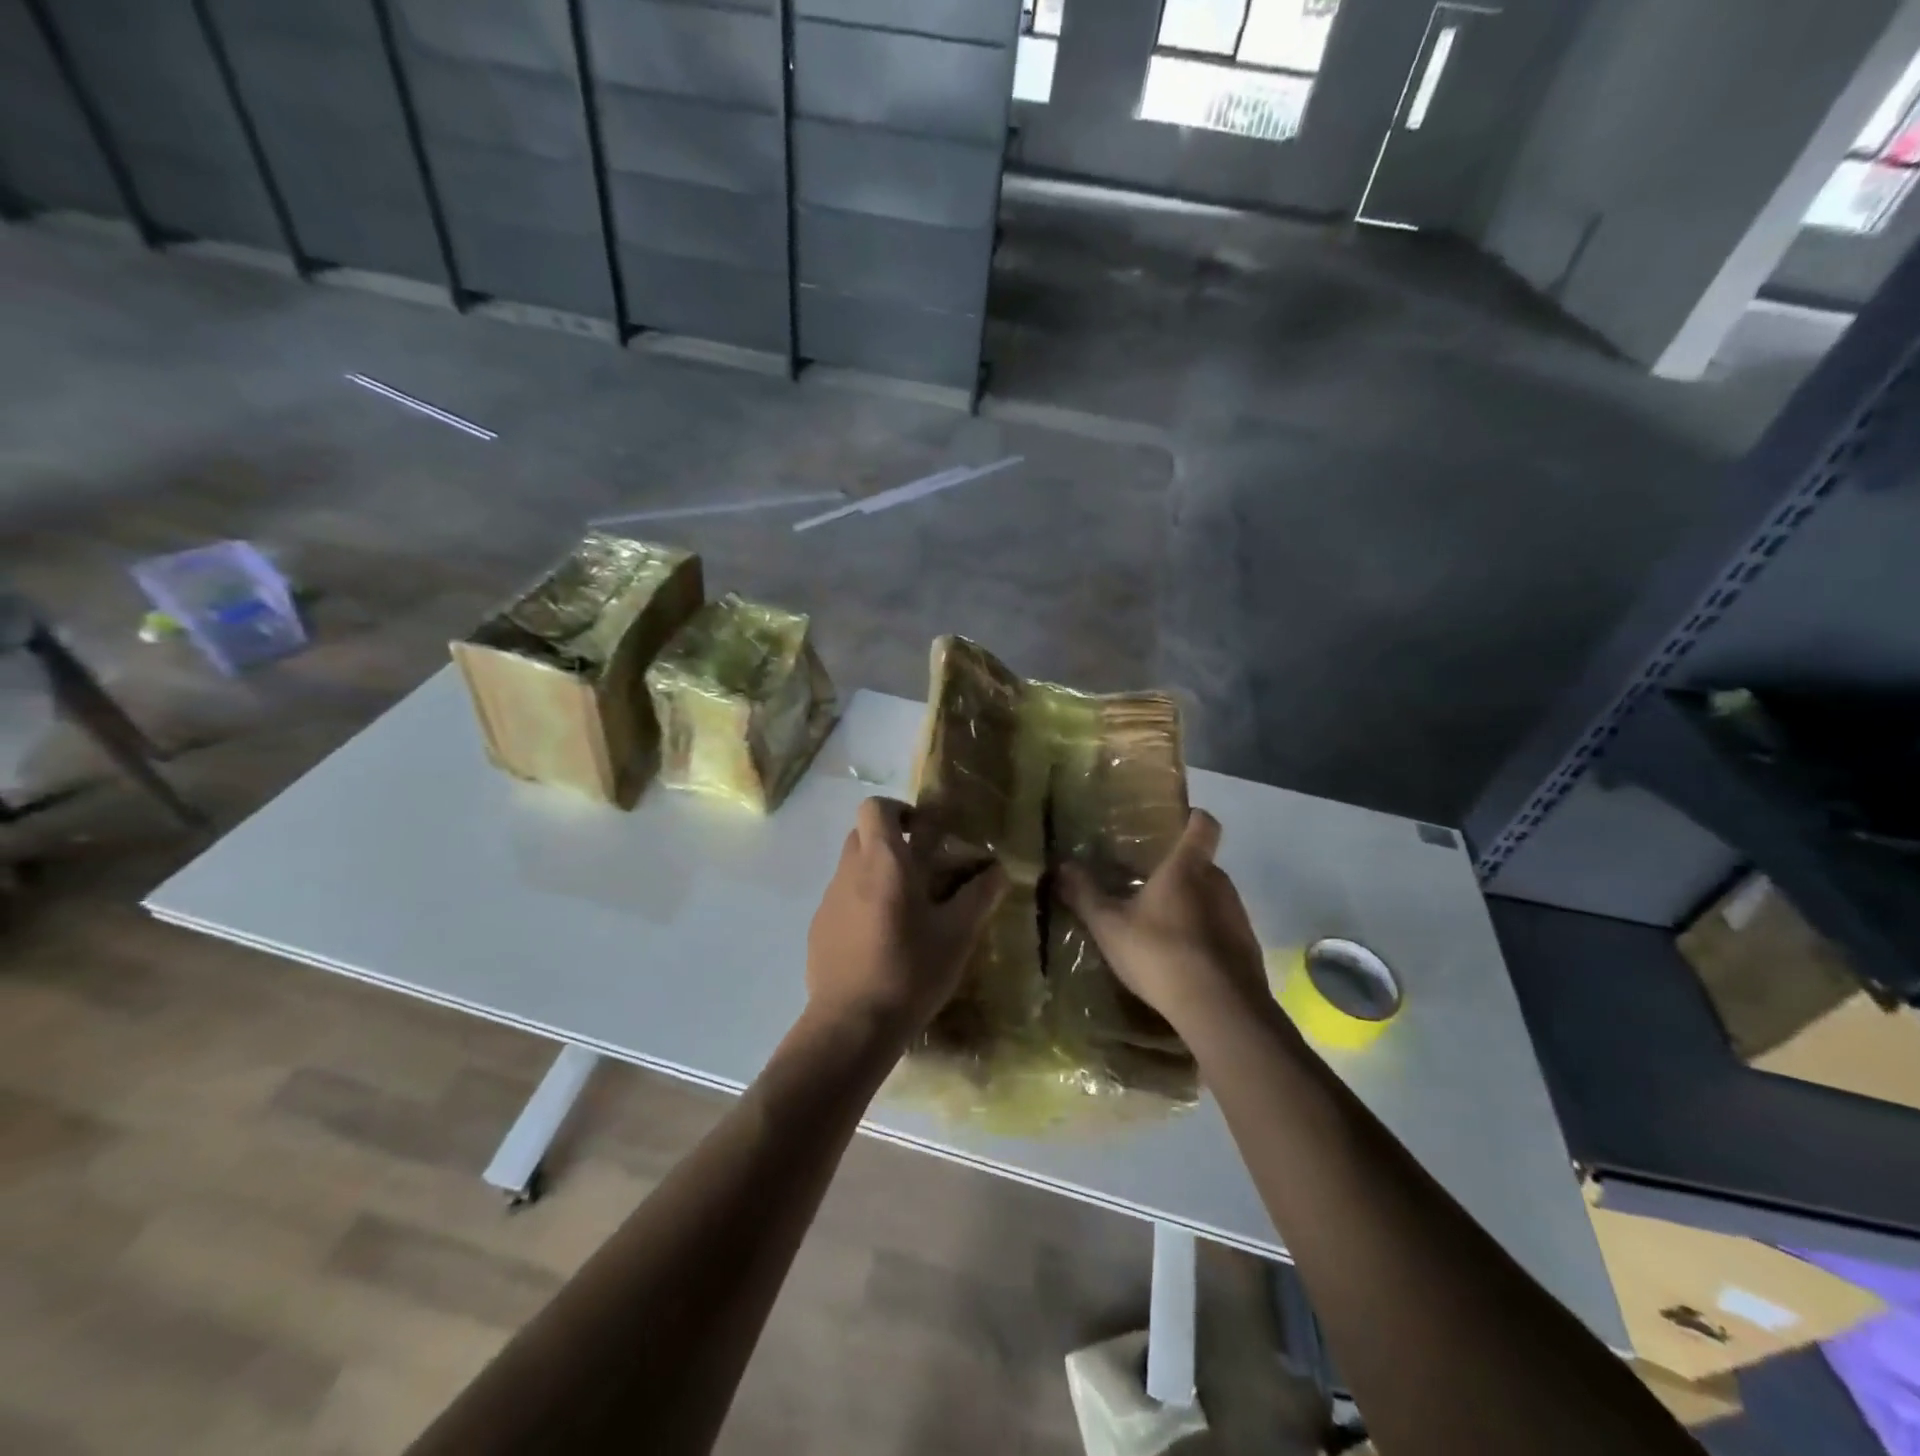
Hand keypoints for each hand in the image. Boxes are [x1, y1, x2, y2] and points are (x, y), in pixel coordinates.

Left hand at [806, 797, 1006, 1036]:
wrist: (852, 1025)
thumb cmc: (910, 970)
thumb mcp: (957, 934)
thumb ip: (979, 896)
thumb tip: (999, 870)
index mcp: (883, 861)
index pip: (876, 808)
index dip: (899, 811)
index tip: (923, 833)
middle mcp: (849, 871)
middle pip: (862, 835)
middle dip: (890, 842)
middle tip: (921, 870)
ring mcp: (828, 901)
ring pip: (851, 869)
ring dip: (876, 876)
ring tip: (906, 912)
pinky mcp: (817, 930)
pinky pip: (841, 901)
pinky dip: (861, 906)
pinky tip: (881, 942)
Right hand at [1059, 810, 1269, 1035]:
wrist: (1220, 1010)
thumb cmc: (1160, 953)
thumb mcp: (1109, 926)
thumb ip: (1085, 894)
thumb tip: (1060, 866)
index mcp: (1187, 868)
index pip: (1204, 826)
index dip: (1195, 819)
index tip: (1184, 820)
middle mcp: (1219, 884)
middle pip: (1205, 865)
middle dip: (1182, 872)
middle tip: (1152, 886)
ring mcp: (1238, 917)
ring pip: (1214, 899)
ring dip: (1194, 907)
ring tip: (1164, 928)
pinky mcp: (1248, 950)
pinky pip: (1224, 931)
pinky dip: (1206, 938)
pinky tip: (1185, 961)